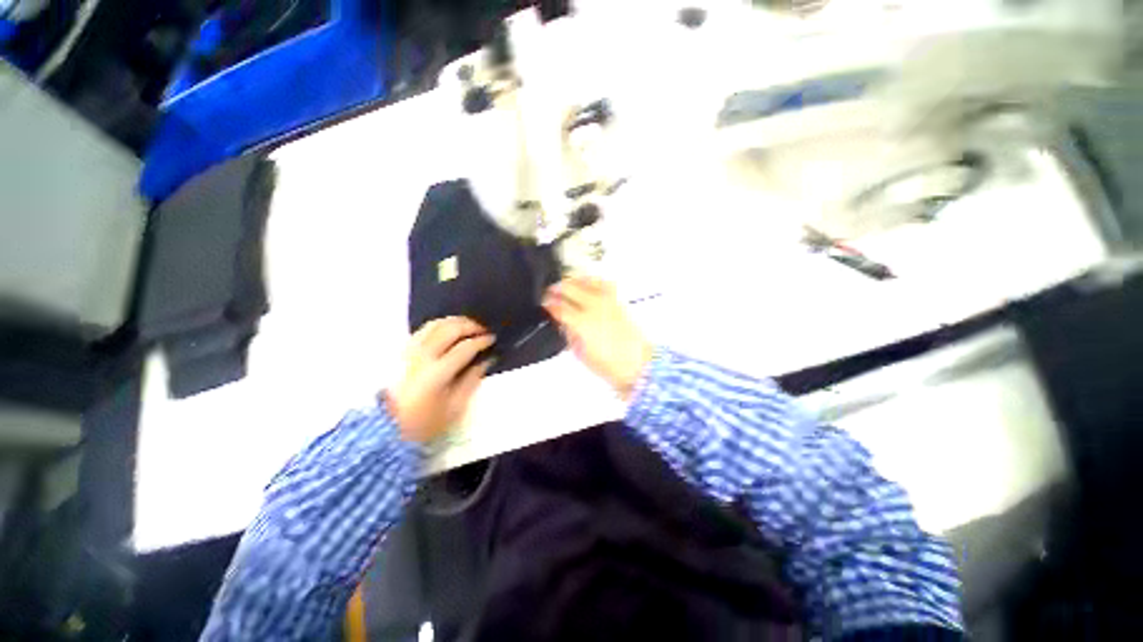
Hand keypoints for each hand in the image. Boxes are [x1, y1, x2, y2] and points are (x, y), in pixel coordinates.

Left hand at [387, 317, 494, 442]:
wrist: (385, 427)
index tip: (493, 339)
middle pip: (451, 329)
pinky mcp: (403, 349)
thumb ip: (472, 380)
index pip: (465, 347)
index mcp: (437, 372)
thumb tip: (487, 360)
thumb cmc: (424, 421)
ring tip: (469, 327)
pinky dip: (441, 324)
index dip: (482, 341)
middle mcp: (423, 355)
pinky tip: (450, 330)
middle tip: (484, 330)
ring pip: (436, 324)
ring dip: (456, 322)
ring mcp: (410, 350)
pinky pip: (425, 328)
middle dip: (471, 326)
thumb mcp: (454, 407)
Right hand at [543, 277, 652, 399]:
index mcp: (582, 322)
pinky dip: (591, 280)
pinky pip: (603, 282)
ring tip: (566, 287)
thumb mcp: (580, 353)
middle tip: (550, 293)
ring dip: (573, 281)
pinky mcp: (618, 300)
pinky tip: (586, 285)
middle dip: (556, 288)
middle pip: (570, 287)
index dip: (548, 303)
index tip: (543, 303)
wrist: (637, 364)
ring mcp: (607, 300)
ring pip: (586, 280)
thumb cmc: (607, 365)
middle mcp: (594, 306)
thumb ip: (569, 333)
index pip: (559, 306)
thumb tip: (562, 319)